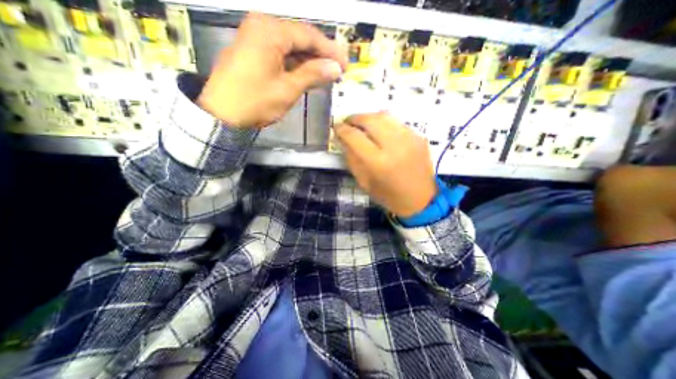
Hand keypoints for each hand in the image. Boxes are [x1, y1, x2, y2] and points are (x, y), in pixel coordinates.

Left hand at [199, 14, 347, 128]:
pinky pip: (281, 53)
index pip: (309, 36)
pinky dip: (296, 64)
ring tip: (326, 73)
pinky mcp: (253, 51)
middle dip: (321, 55)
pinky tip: (308, 73)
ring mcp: (255, 37)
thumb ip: (312, 74)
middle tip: (338, 69)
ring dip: (309, 60)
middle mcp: (262, 26)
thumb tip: (335, 68)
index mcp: (270, 30)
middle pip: (300, 38)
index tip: (345, 64)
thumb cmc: (255, 101)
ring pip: (291, 46)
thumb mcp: (287, 89)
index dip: (330, 51)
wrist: (222, 115)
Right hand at [334, 113, 437, 216]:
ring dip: (369, 117)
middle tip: (348, 122)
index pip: (355, 137)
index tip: (336, 127)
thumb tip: (342, 139)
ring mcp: (409, 139)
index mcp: (378, 162)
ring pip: (385, 116)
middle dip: (355, 118)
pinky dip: (384, 123)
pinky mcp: (419, 137)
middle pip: (370, 120)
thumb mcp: (364, 182)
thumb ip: (352, 159)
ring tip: (362, 124)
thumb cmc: (388, 196)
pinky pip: (397, 122)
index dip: (342, 129)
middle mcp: (395, 146)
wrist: (420, 200)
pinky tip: (380, 131)